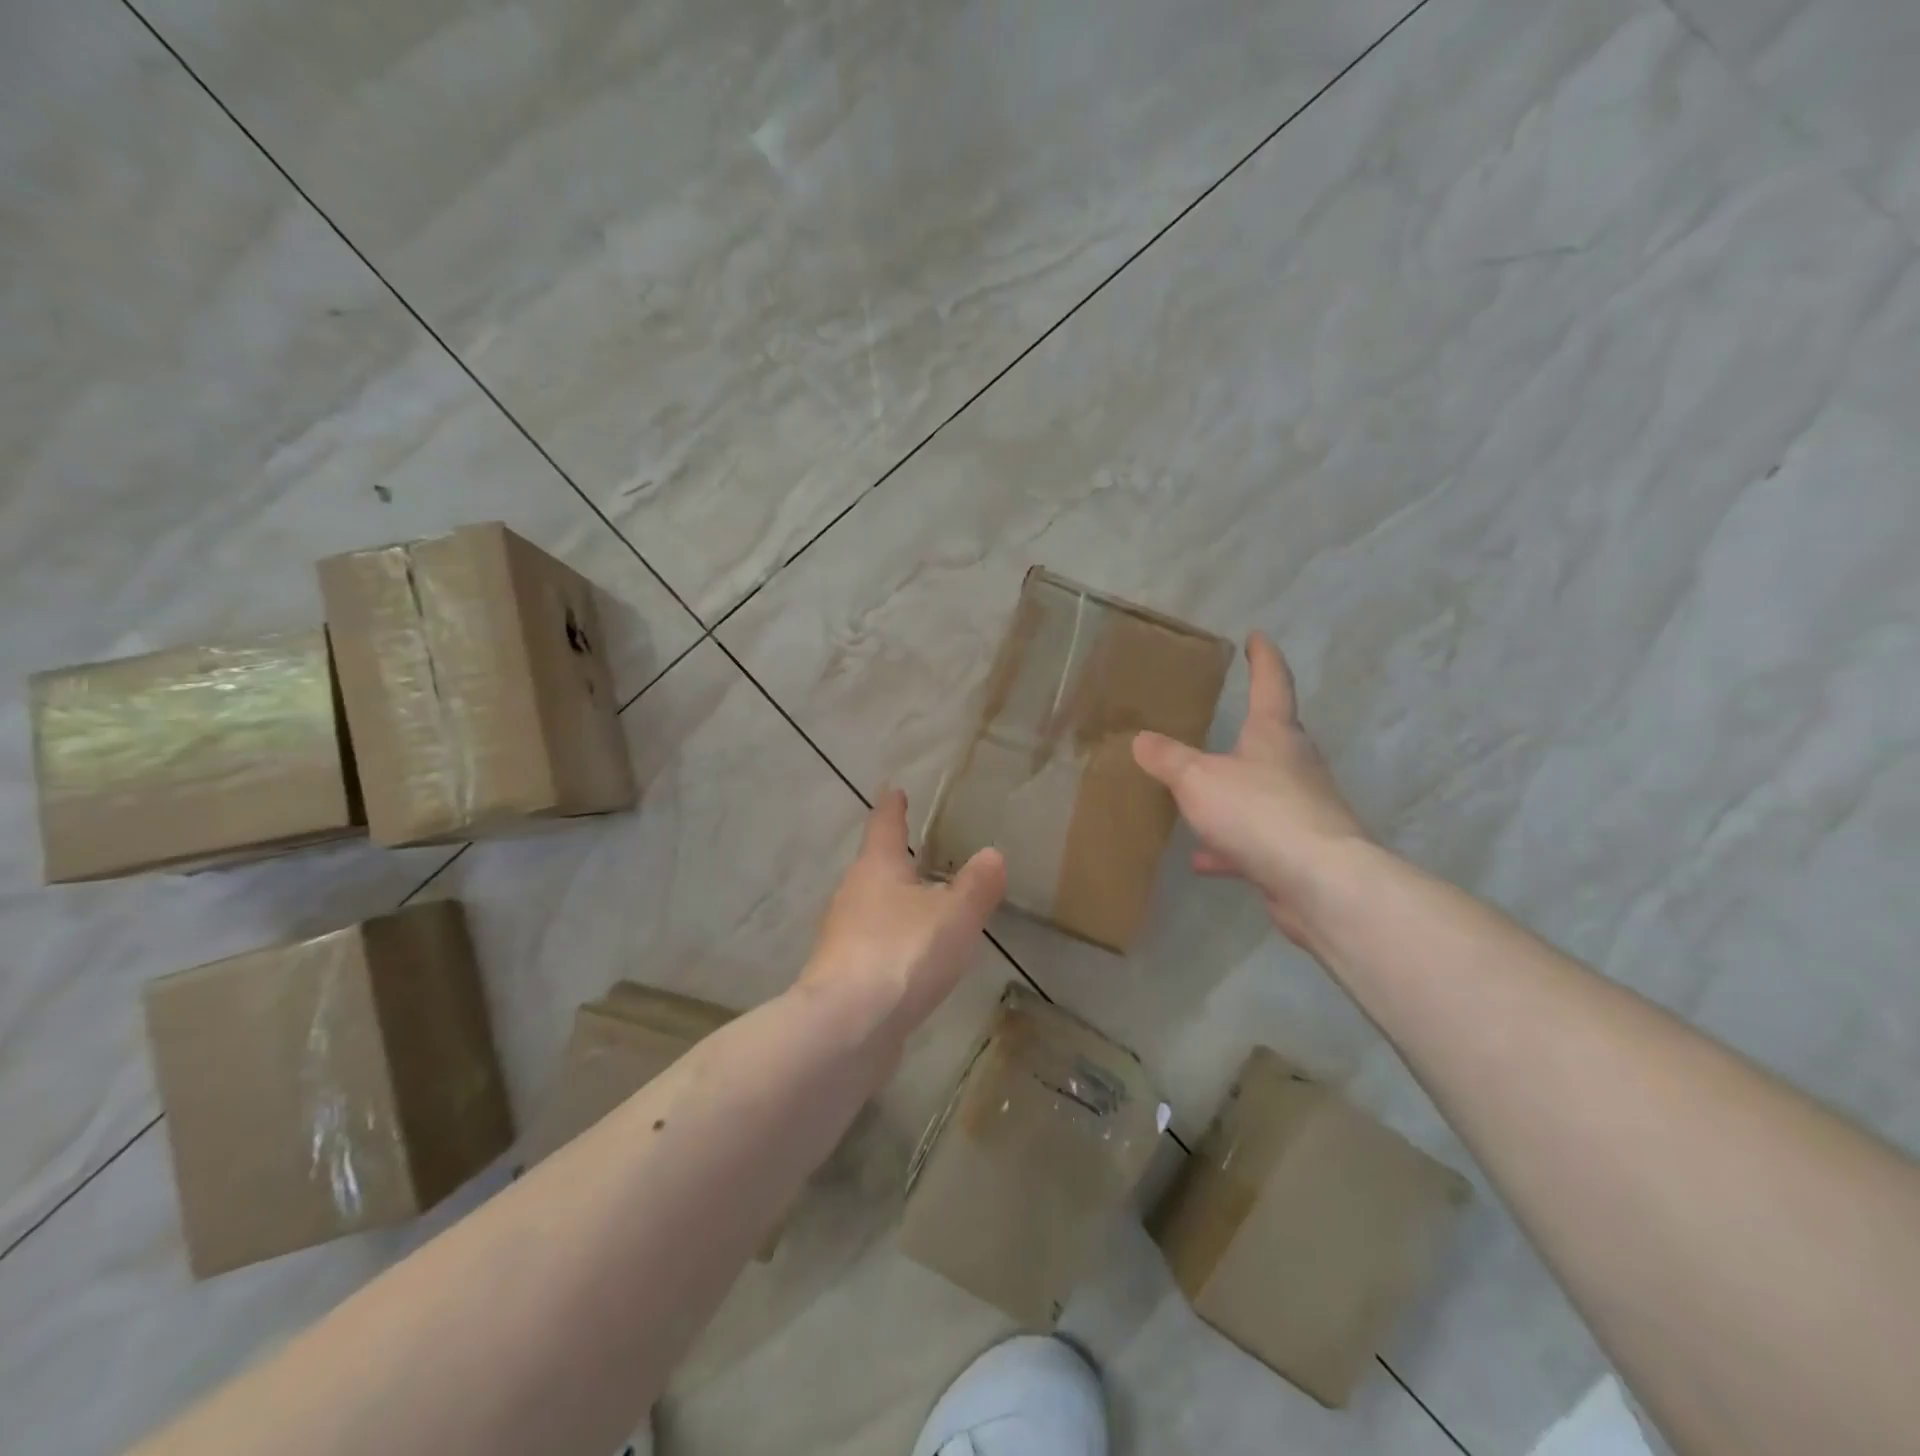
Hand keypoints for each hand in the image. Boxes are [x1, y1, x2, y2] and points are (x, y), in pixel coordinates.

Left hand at [800, 789, 1006, 1042]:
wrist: (848, 1027)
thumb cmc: (903, 952)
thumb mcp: (955, 915)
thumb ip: (977, 885)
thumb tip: (992, 854)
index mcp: (877, 868)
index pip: (885, 824)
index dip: (893, 807)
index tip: (895, 790)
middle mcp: (852, 894)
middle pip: (874, 868)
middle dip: (895, 861)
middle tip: (919, 854)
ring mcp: (841, 937)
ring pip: (872, 908)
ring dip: (894, 905)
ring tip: (924, 909)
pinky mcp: (841, 975)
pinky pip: (873, 946)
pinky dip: (892, 943)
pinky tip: (912, 961)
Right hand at [1133, 632, 1367, 945]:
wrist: (1320, 881)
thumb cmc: (1259, 812)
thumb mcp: (1198, 779)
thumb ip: (1168, 759)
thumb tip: (1141, 739)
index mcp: (1275, 734)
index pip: (1271, 682)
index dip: (1262, 657)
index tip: (1257, 637)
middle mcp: (1294, 764)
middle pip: (1271, 738)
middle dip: (1249, 730)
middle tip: (1222, 723)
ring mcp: (1301, 807)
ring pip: (1260, 792)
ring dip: (1232, 795)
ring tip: (1197, 800)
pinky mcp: (1298, 849)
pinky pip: (1255, 838)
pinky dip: (1229, 846)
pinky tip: (1201, 860)